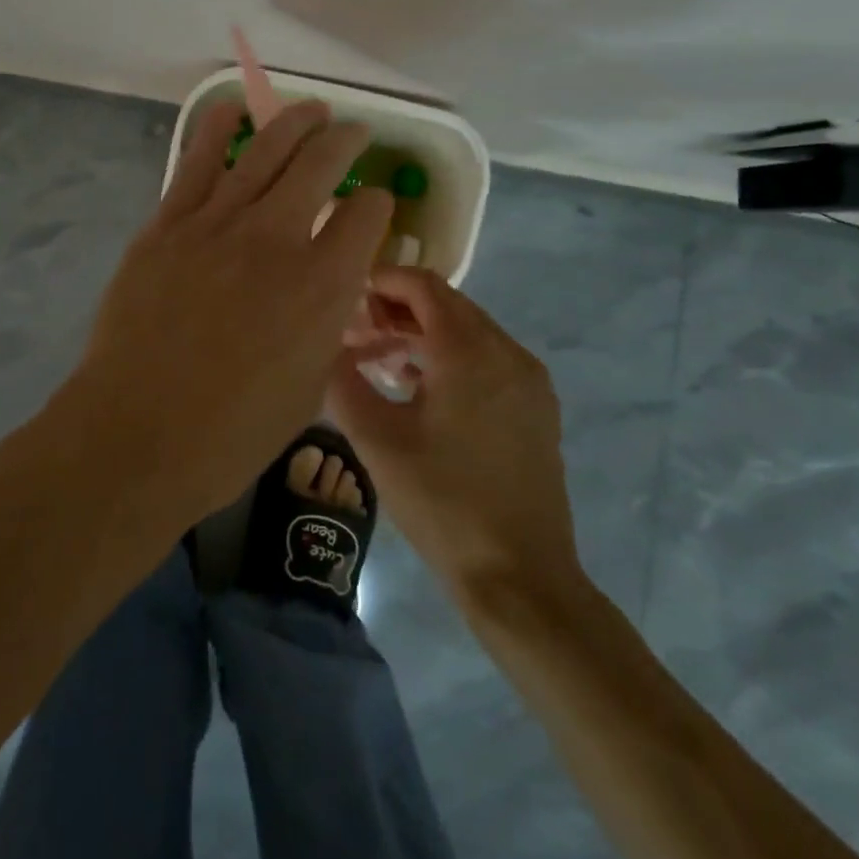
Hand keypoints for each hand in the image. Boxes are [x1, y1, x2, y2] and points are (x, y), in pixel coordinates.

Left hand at [71, 100, 394, 527]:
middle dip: (345, 141)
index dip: (378, 207)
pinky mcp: (168, 224)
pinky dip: (218, 128)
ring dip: (295, 123)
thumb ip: (327, 325)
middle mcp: (276, 238)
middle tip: (353, 133)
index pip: (368, 216)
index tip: (373, 209)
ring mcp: (216, 224)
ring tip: (311, 110)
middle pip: (321, 164)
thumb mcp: (310, 386)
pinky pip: (197, 162)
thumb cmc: (233, 431)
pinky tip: (233, 109)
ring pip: (264, 150)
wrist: (138, 431)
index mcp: (323, 284)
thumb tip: (331, 289)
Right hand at [328, 267, 583, 606]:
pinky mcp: (535, 407)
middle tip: (354, 333)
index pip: (423, 285)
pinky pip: (487, 360)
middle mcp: (507, 352)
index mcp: (470, 351)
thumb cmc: (443, 503)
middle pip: (446, 305)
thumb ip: (343, 382)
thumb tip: (323, 347)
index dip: (381, 281)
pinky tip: (416, 388)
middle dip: (397, 309)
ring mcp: (528, 380)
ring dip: (421, 335)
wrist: (521, 577)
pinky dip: (449, 358)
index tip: (345, 298)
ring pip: (467, 332)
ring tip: (377, 359)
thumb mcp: (377, 441)